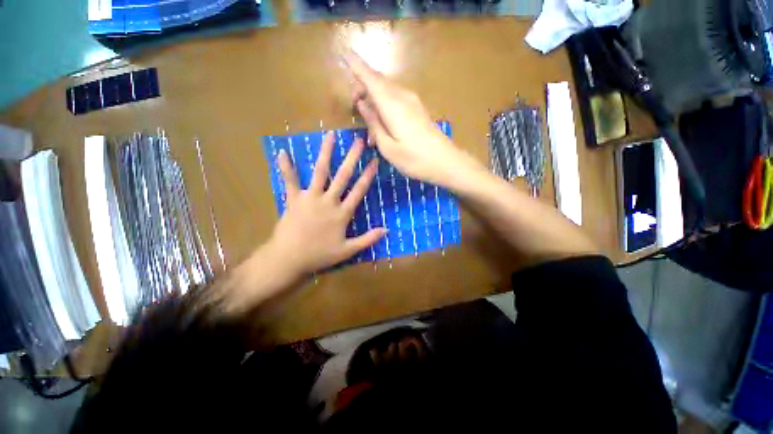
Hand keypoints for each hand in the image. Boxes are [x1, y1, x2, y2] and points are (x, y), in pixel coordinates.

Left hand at [269, 131, 386, 276]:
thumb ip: (367, 239)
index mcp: (342, 213)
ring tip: (329, 136)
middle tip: (358, 141)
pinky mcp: (293, 199)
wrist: (289, 258)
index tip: (374, 161)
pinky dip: (286, 167)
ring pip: (320, 172)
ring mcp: (310, 198)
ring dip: (325, 153)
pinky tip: (282, 152)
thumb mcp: (347, 251)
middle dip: (352, 157)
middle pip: (343, 176)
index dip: (368, 175)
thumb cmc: (319, 255)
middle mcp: (328, 201)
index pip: (359, 190)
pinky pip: (289, 181)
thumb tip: (386, 230)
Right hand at [344, 52, 482, 186]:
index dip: (356, 65)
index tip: (344, 53)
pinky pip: (396, 100)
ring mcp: (413, 101)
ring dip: (375, 100)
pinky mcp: (418, 109)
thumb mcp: (388, 147)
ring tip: (371, 127)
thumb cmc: (414, 159)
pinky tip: (384, 127)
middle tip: (355, 106)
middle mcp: (402, 96)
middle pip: (378, 81)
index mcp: (391, 104)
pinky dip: (385, 107)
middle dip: (363, 87)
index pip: (370, 78)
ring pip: (387, 91)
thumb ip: (373, 123)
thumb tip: (362, 103)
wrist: (446, 163)